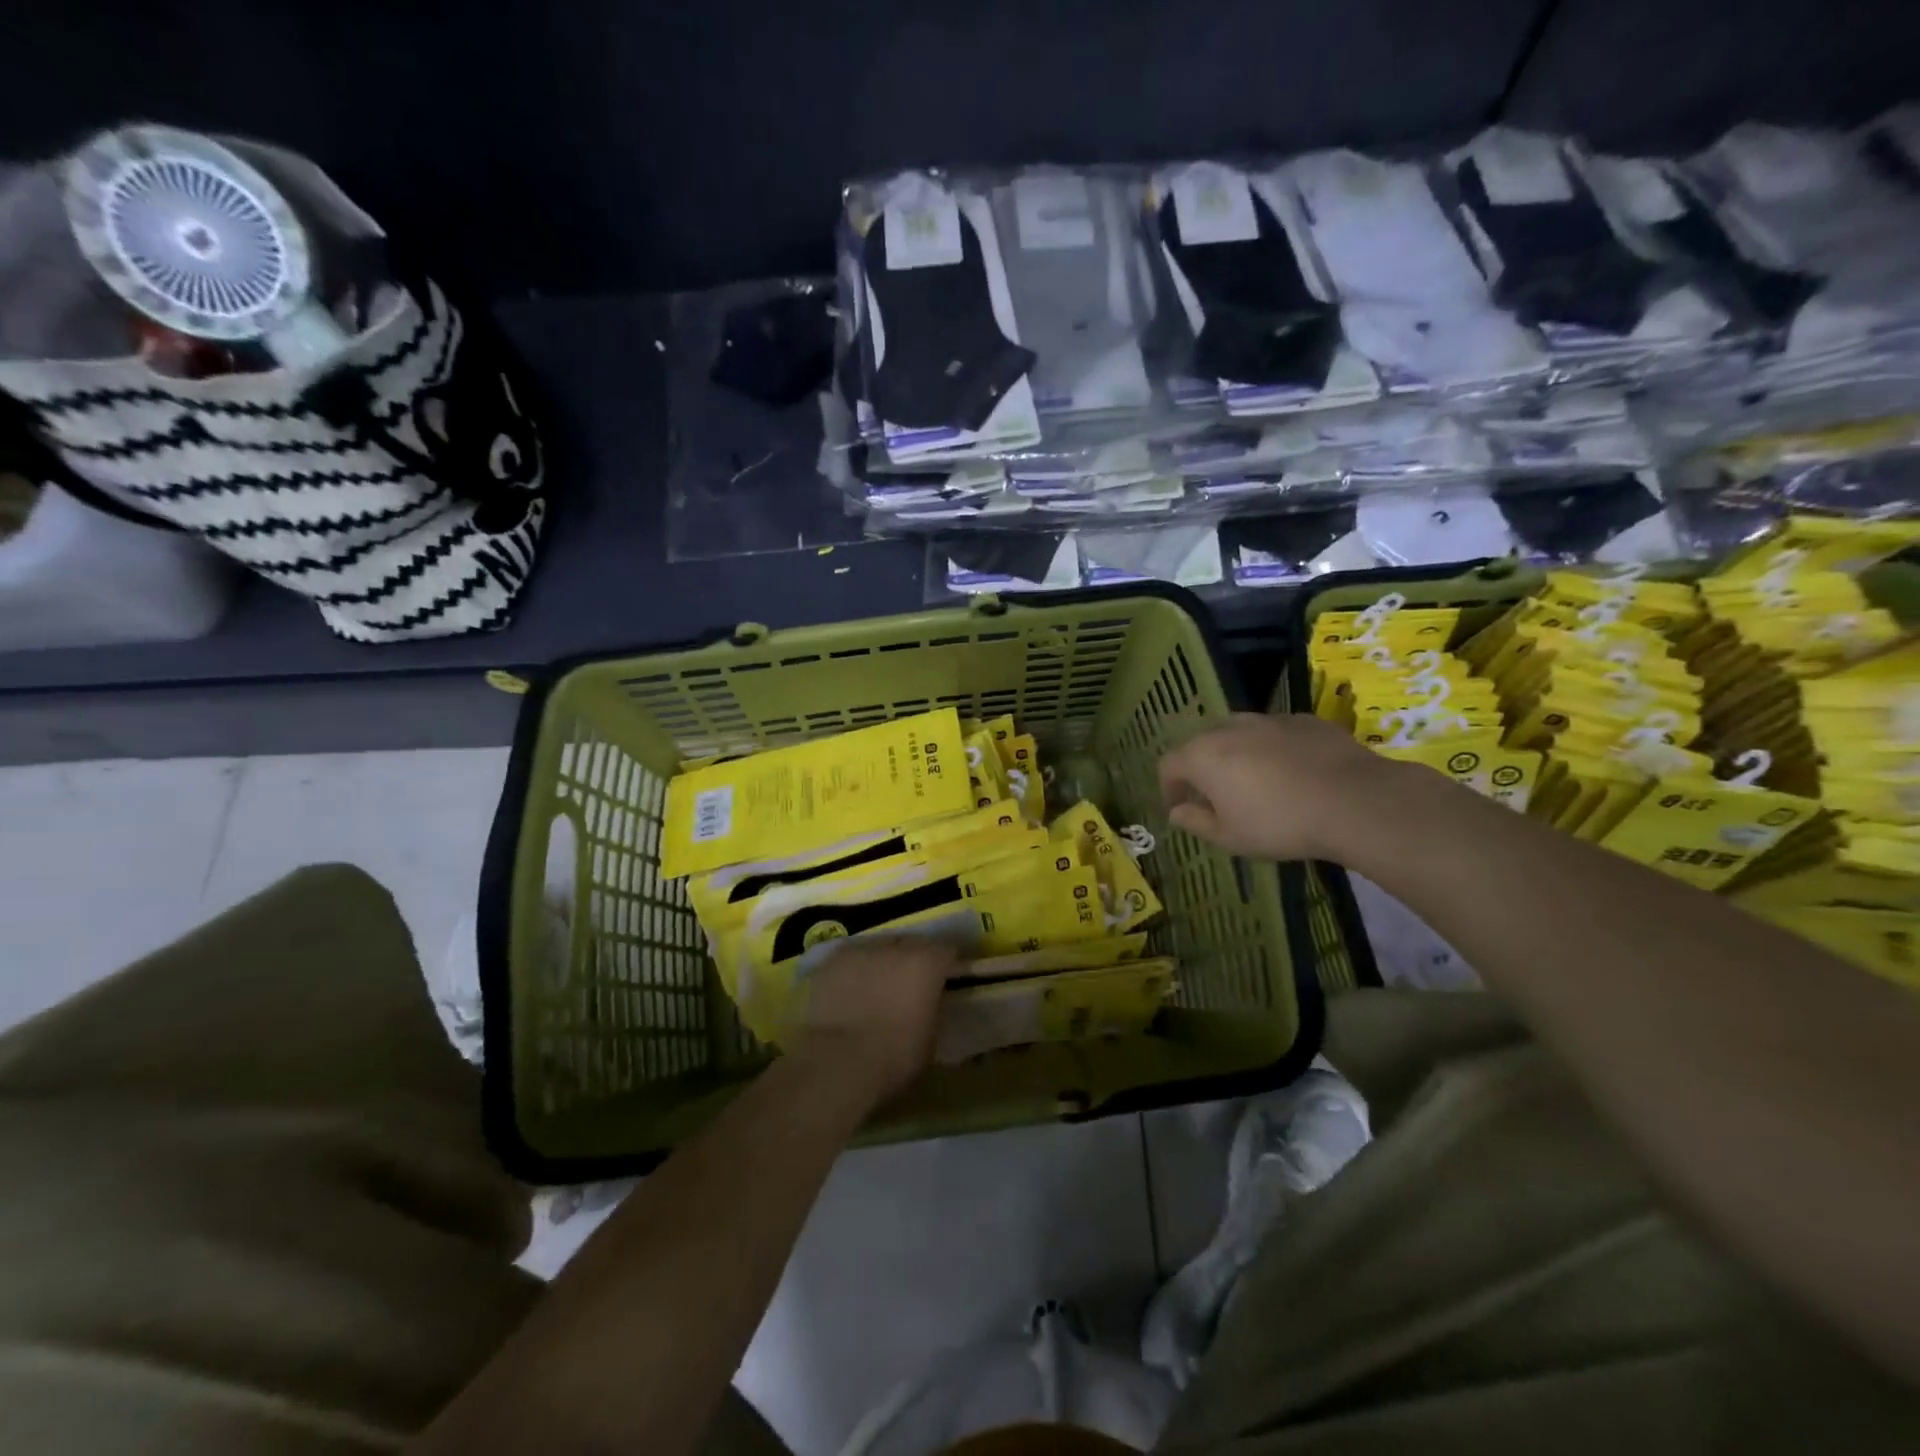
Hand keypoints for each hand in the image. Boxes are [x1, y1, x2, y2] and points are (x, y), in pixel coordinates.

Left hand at [793, 937, 959, 1102]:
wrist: (838, 1062)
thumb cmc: (895, 1056)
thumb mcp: (931, 1037)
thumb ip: (933, 1009)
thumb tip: (930, 1002)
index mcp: (927, 962)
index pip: (947, 949)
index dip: (948, 963)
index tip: (948, 977)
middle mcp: (895, 947)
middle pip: (911, 943)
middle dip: (913, 958)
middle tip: (911, 983)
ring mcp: (860, 950)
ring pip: (878, 948)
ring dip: (882, 961)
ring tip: (878, 985)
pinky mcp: (831, 961)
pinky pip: (850, 959)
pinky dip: (855, 970)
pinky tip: (850, 989)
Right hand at [1158, 712, 1403, 862]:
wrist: (1354, 800)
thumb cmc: (1279, 824)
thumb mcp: (1230, 837)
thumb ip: (1196, 822)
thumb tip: (1177, 812)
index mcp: (1202, 756)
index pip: (1168, 764)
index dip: (1168, 787)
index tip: (1180, 808)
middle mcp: (1228, 728)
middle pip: (1201, 743)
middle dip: (1201, 768)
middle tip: (1215, 796)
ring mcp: (1268, 719)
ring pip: (1238, 733)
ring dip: (1236, 755)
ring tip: (1254, 782)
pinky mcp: (1303, 719)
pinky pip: (1274, 733)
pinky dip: (1272, 749)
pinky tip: (1292, 773)